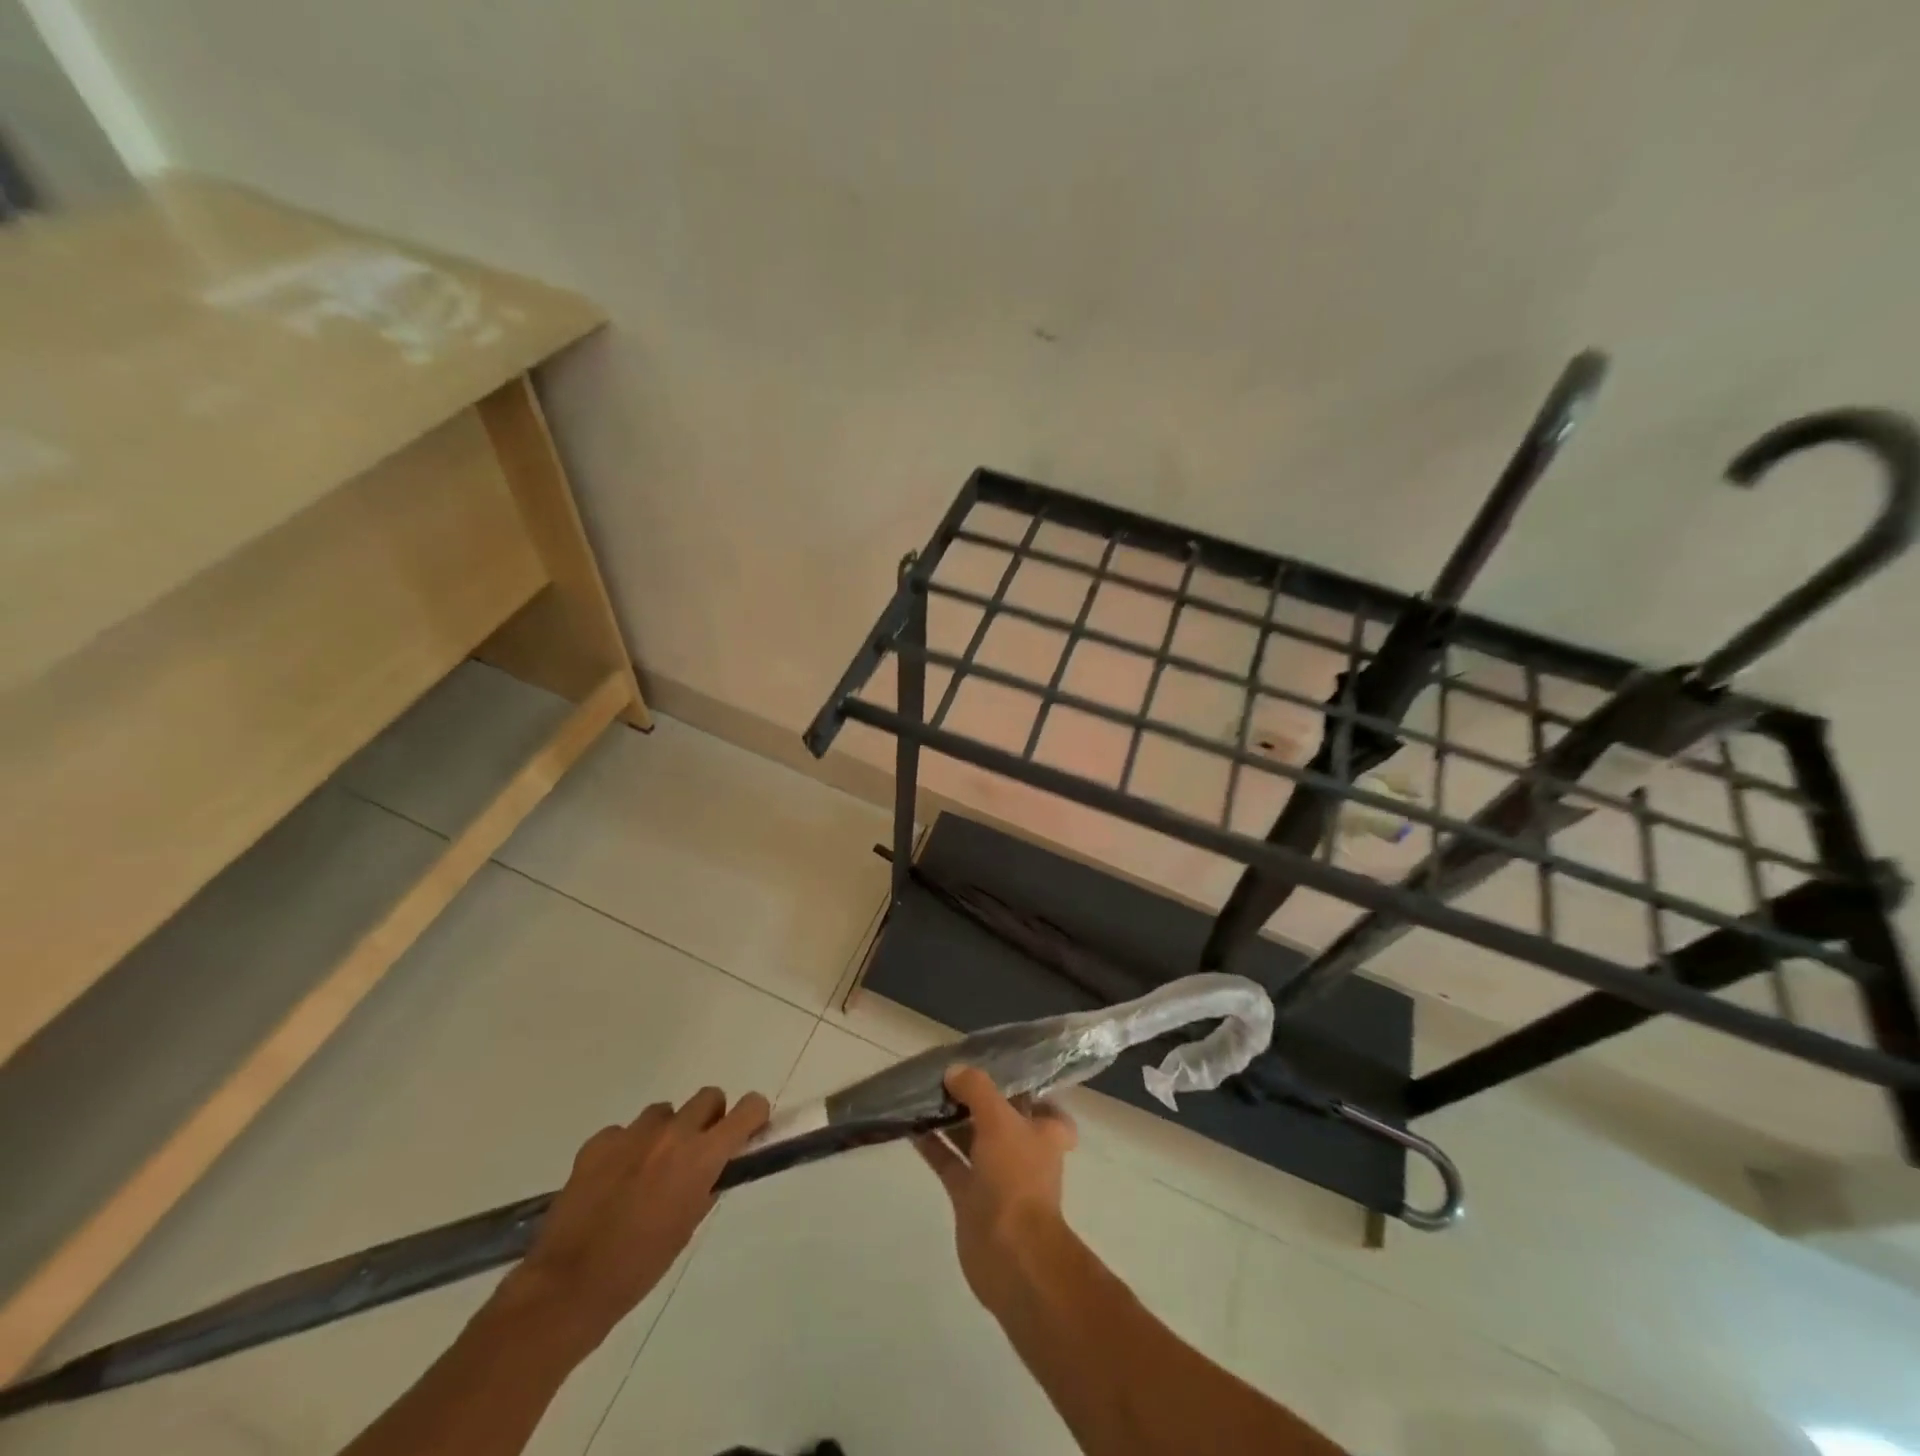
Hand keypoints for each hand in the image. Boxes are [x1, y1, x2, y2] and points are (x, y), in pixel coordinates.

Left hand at [511, 1086, 768, 1350]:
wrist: (569, 1287)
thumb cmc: (640, 1267)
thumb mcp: (687, 1226)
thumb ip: (705, 1186)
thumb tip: (713, 1168)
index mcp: (701, 1155)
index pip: (748, 1109)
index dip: (753, 1116)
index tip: (749, 1132)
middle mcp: (672, 1133)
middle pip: (708, 1096)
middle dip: (710, 1118)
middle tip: (698, 1150)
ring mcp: (632, 1133)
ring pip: (664, 1112)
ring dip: (666, 1132)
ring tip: (648, 1169)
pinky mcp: (598, 1142)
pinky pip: (623, 1132)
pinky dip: (626, 1149)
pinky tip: (612, 1182)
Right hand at [915, 1065, 1077, 1312]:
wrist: (1010, 1253)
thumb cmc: (1016, 1177)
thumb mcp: (1000, 1120)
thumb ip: (977, 1089)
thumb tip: (954, 1070)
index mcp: (1045, 1132)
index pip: (1044, 1105)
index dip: (1026, 1090)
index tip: (1000, 1072)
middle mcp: (1023, 1151)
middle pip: (1001, 1117)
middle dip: (978, 1098)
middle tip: (949, 1074)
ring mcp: (996, 1175)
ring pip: (972, 1138)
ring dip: (952, 1119)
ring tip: (925, 1093)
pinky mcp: (971, 1197)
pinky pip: (950, 1162)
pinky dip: (934, 1146)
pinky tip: (912, 1126)